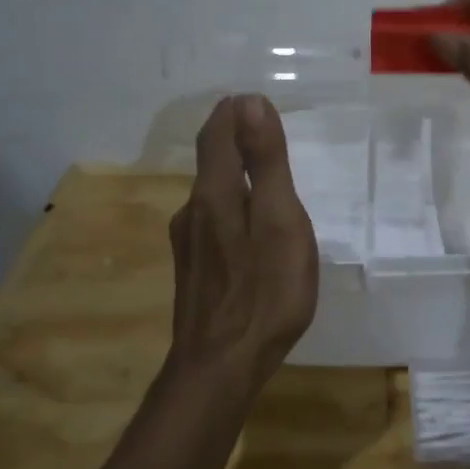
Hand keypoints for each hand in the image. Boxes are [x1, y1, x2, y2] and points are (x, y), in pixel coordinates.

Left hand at [167, 94, 319, 388]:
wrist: (219, 368)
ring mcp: (190, 243)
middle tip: (264, 128)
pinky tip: (251, 226)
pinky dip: (234, 204)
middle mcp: (194, 211)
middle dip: (235, 138)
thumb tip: (252, 102)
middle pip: (212, 160)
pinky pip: (214, 220)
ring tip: (265, 174)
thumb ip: (266, 162)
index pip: (217, 133)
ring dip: (235, 172)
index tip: (255, 100)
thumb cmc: (263, 292)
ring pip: (213, 192)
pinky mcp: (195, 269)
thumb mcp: (279, 220)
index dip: (234, 112)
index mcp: (216, 193)